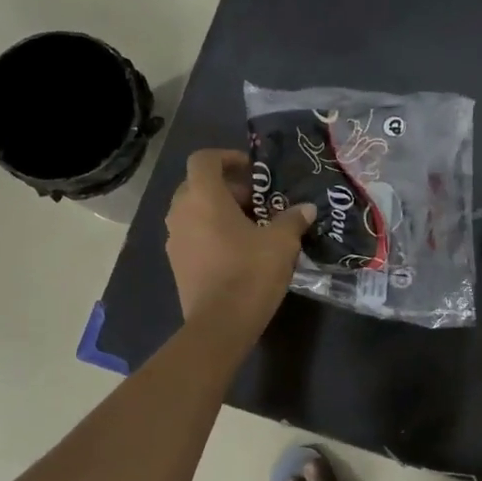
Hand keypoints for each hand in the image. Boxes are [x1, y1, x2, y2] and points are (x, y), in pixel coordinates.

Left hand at [166, 149, 314, 338]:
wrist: (220, 323)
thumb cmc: (250, 272)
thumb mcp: (282, 242)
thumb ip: (293, 219)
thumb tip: (306, 208)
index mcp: (203, 197)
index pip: (204, 159)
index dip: (227, 157)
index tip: (252, 169)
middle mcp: (181, 212)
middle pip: (199, 185)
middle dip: (229, 188)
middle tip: (259, 202)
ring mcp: (175, 239)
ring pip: (195, 211)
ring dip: (220, 212)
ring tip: (252, 227)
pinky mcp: (177, 263)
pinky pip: (193, 235)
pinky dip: (212, 233)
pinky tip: (239, 251)